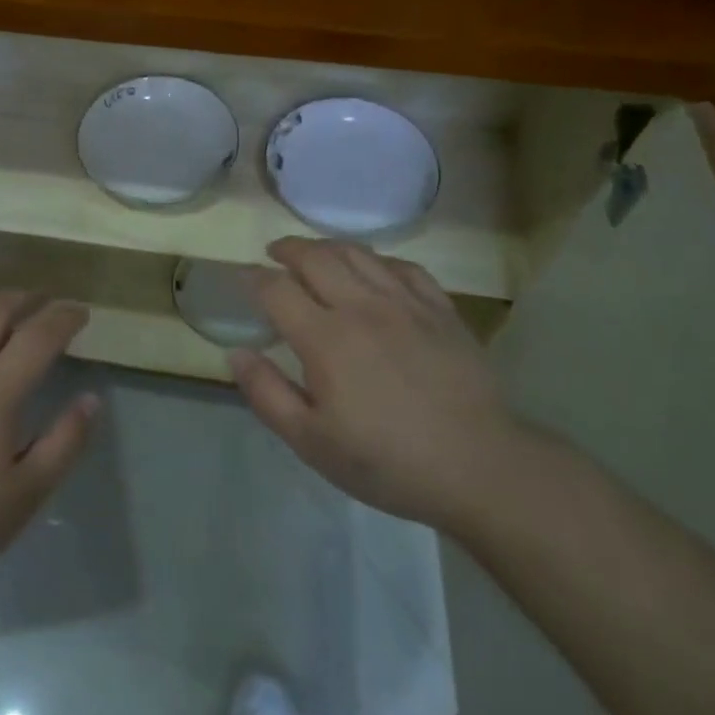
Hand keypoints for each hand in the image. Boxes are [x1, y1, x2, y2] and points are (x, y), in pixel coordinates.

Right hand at [231, 238, 521, 531]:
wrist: (478, 466)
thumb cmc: (387, 461)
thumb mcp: (312, 442)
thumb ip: (268, 394)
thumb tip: (236, 353)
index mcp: (325, 338)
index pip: (277, 289)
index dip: (254, 278)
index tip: (243, 277)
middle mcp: (362, 307)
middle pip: (316, 258)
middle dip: (288, 249)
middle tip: (275, 253)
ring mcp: (406, 303)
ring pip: (358, 254)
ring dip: (328, 247)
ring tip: (315, 253)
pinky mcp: (440, 309)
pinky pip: (403, 267)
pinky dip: (378, 260)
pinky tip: (374, 269)